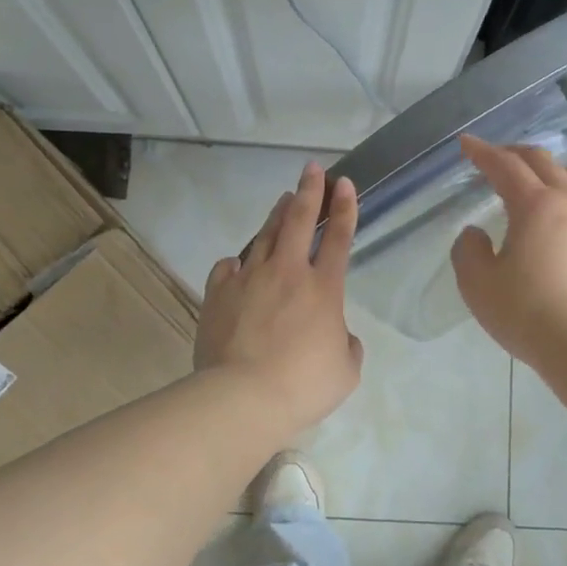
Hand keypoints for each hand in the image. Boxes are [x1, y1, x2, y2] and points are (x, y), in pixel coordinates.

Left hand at [196, 162, 363, 434]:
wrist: (243, 397)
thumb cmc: (303, 386)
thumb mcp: (346, 371)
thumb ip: (347, 345)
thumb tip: (340, 335)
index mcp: (324, 289)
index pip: (339, 238)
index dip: (344, 208)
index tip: (345, 184)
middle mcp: (288, 273)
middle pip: (300, 220)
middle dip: (310, 191)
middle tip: (313, 169)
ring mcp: (249, 279)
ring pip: (265, 236)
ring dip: (277, 215)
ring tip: (284, 199)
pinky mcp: (219, 293)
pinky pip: (229, 268)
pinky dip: (237, 262)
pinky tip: (238, 263)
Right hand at [450, 134, 566, 367]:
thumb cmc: (528, 315)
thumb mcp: (478, 286)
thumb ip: (467, 250)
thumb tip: (477, 233)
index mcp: (535, 206)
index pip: (504, 165)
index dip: (482, 152)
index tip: (466, 143)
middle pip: (543, 162)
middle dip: (515, 154)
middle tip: (496, 159)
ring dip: (550, 171)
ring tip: (536, 184)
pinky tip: (566, 222)